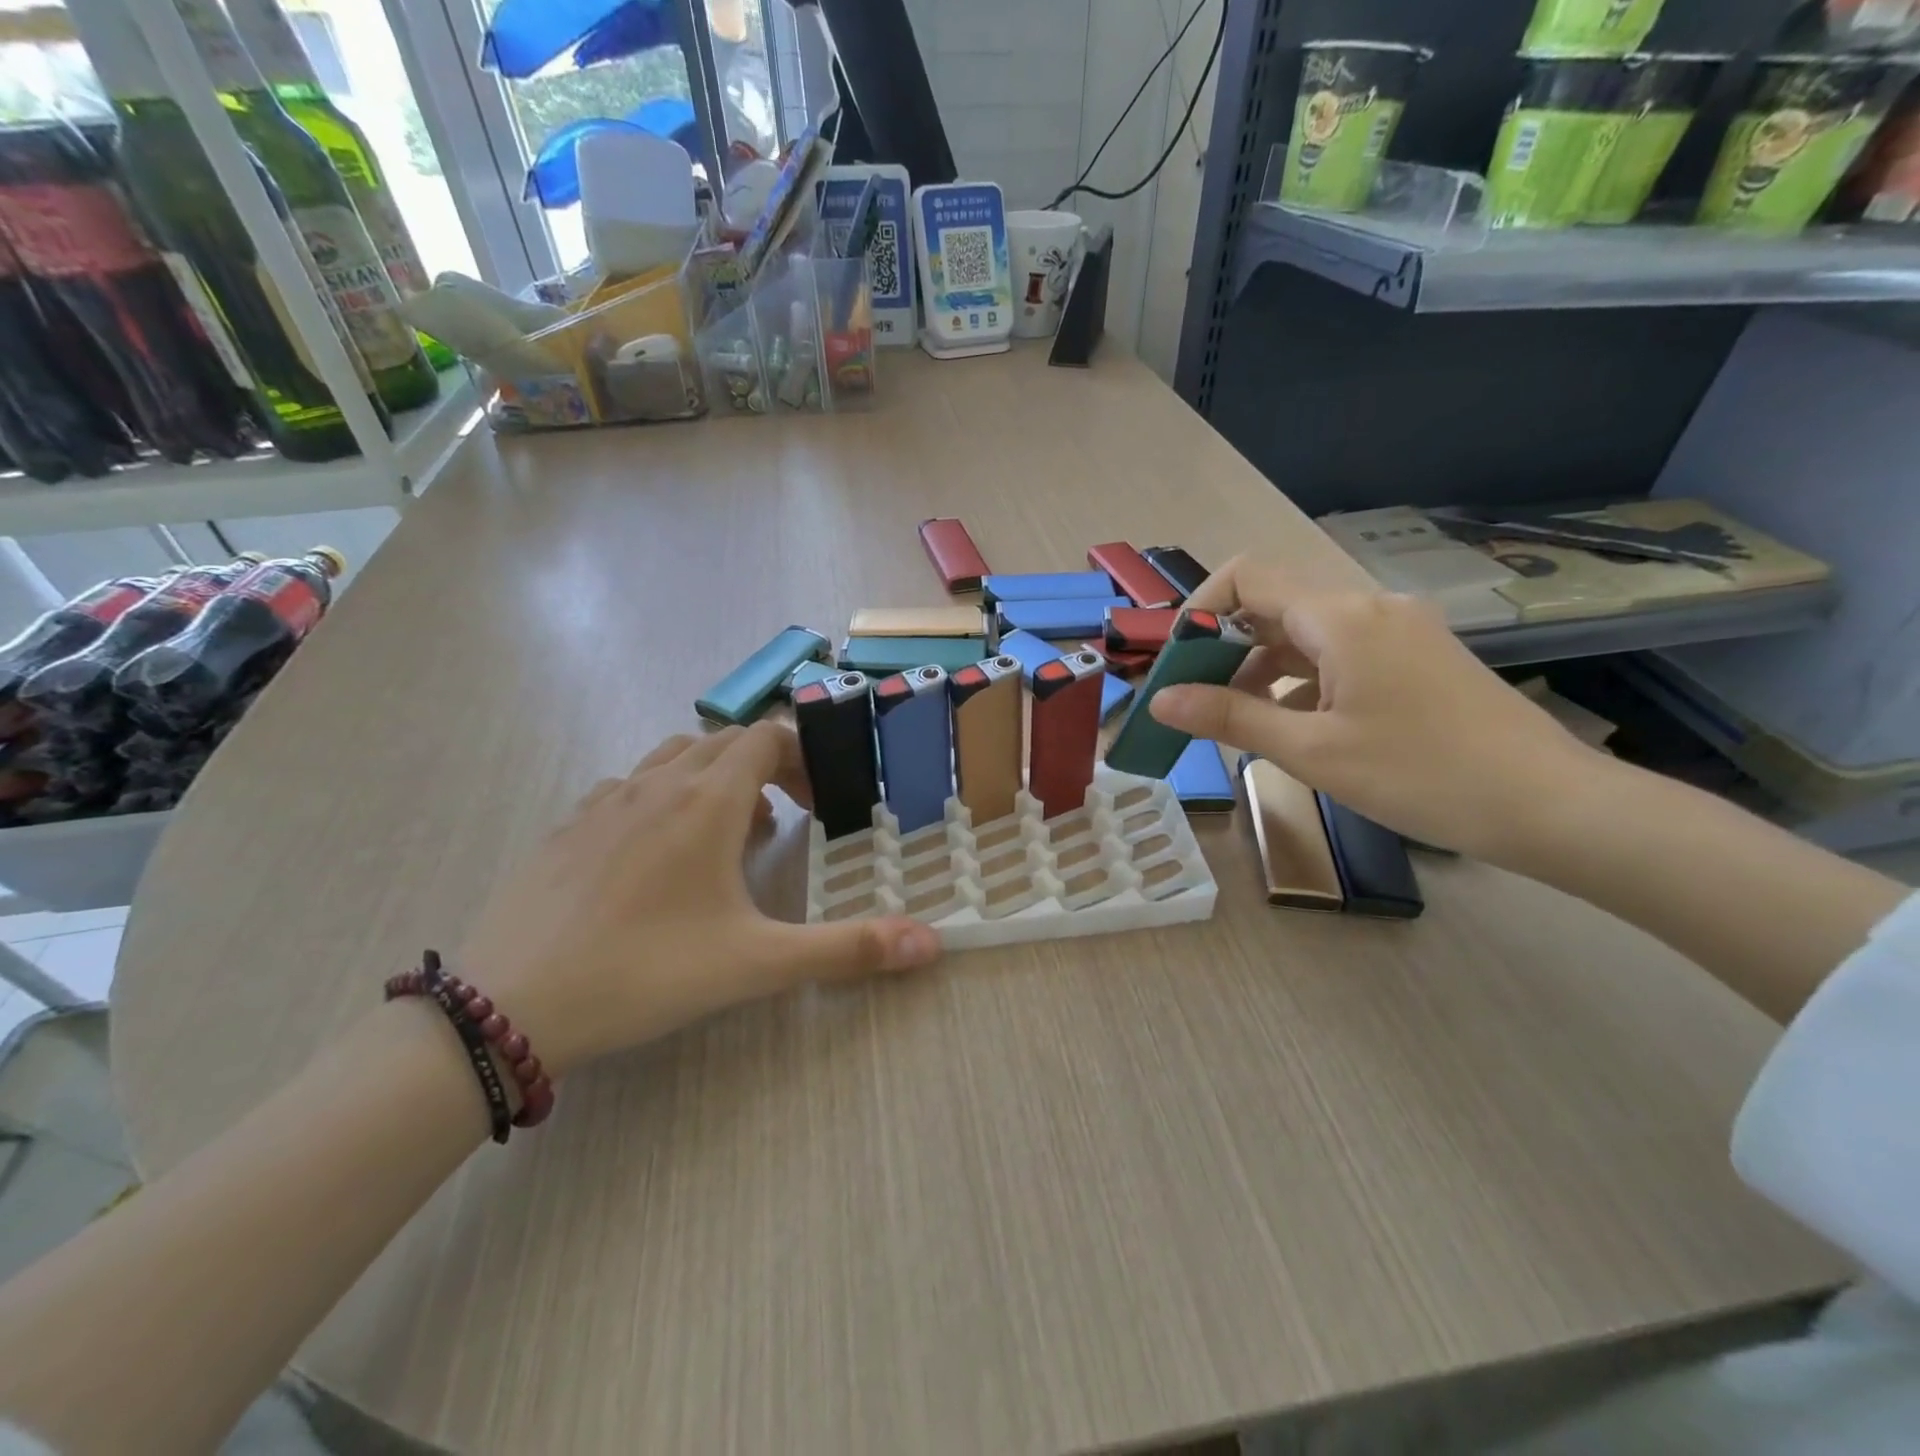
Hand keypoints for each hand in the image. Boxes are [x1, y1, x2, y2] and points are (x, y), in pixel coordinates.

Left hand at [459, 723, 941, 1075]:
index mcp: (706, 801)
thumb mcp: (758, 964)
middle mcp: (657, 784)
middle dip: (766, 768)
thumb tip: (931, 943)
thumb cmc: (646, 972)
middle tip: (787, 822)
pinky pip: (628, 787)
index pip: (766, 737)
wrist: (509, 1006)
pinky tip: (658, 855)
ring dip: (712, 779)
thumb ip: (848, 950)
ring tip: (727, 835)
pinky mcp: (568, 827)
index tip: (819, 805)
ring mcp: (605, 801)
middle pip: (724, 742)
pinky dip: (661, 798)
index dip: (803, 758)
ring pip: (673, 758)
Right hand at [1147, 557, 1601, 861]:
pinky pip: (1338, 653)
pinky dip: (1300, 679)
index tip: (1174, 661)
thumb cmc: (1422, 774)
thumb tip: (1160, 701)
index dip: (1199, 610)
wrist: (1549, 805)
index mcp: (1342, 617)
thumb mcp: (1313, 751)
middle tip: (1193, 699)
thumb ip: (1231, 718)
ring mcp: (1398, 631)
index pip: (1247, 577)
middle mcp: (1369, 607)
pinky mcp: (1415, 658)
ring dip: (1260, 667)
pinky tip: (1291, 724)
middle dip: (1223, 647)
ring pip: (1305, 632)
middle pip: (1274, 604)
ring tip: (1236, 719)